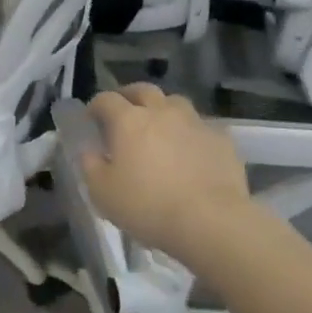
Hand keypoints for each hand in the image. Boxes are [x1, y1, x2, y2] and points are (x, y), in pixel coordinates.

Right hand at [82, 85, 254, 265]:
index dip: (96, 106)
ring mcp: (195, 122)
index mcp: (128, 120)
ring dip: (163, 110)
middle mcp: (161, 112)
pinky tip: (191, 151)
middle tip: (124, 113)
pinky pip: (202, 127)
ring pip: (175, 103)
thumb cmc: (148, 207)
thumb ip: (90, 166)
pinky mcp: (222, 139)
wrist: (211, 222)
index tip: (92, 119)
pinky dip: (191, 133)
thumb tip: (89, 151)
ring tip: (160, 129)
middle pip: (143, 90)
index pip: (106, 100)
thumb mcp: (102, 193)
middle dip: (130, 96)